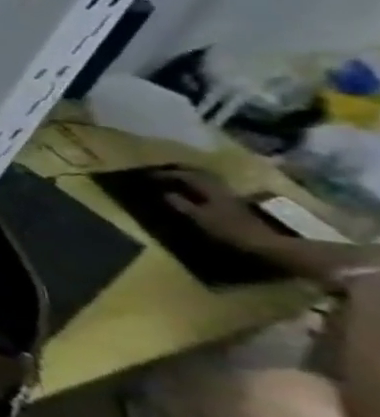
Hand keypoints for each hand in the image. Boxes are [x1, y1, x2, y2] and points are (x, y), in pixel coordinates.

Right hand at [161, 168, 285, 255]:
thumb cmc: (230, 230)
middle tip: (163, 173)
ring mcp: (230, 196)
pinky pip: (212, 189)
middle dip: (180, 172)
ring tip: (177, 181)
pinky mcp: (235, 204)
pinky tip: (196, 193)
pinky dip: (200, 188)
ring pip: (207, 181)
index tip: (149, 175)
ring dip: (191, 179)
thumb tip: (165, 193)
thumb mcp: (200, 218)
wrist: (267, 244)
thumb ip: (182, 205)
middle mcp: (220, 188)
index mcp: (210, 188)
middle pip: (198, 174)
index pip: (184, 176)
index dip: (166, 174)